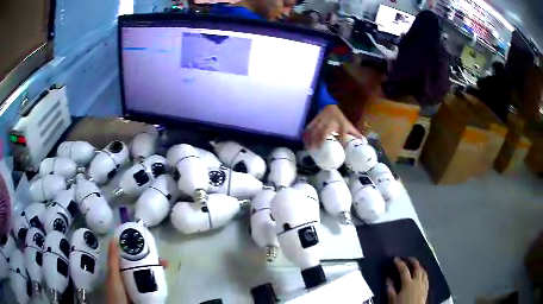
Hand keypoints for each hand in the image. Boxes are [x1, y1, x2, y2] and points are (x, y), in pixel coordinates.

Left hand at [106, 239, 168, 303]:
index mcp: (119, 271)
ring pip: (147, 275)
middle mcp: (128, 277)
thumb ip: (113, 260)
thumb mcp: (113, 276)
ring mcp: (136, 286)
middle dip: (151, 261)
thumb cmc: (115, 293)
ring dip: (156, 270)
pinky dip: (158, 282)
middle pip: (140, 266)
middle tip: (162, 259)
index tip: (147, 245)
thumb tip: (113, 239)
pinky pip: (151, 286)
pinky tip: (164, 279)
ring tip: (166, 266)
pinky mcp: (144, 295)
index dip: (138, 251)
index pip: (129, 257)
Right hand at [303, 104, 362, 148]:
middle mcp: (330, 122)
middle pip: (324, 131)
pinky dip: (306, 134)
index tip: (341, 147)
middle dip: (320, 139)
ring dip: (311, 138)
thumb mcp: (348, 125)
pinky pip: (309, 127)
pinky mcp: (315, 120)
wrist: (331, 107)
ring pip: (315, 129)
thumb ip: (354, 134)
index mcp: (340, 124)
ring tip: (309, 147)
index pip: (342, 133)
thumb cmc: (340, 119)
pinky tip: (304, 140)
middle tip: (317, 149)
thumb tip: (364, 142)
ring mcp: (321, 121)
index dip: (342, 140)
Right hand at [387, 257, 428, 303]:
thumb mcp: (392, 299)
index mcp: (408, 283)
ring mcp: (423, 285)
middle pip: (417, 267)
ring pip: (423, 271)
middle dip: (412, 261)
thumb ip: (390, 289)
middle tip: (407, 258)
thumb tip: (388, 279)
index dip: (399, 263)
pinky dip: (423, 274)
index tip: (395, 259)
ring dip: (419, 266)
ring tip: (415, 265)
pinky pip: (426, 278)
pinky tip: (422, 275)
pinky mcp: (426, 289)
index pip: (404, 269)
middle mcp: (417, 281)